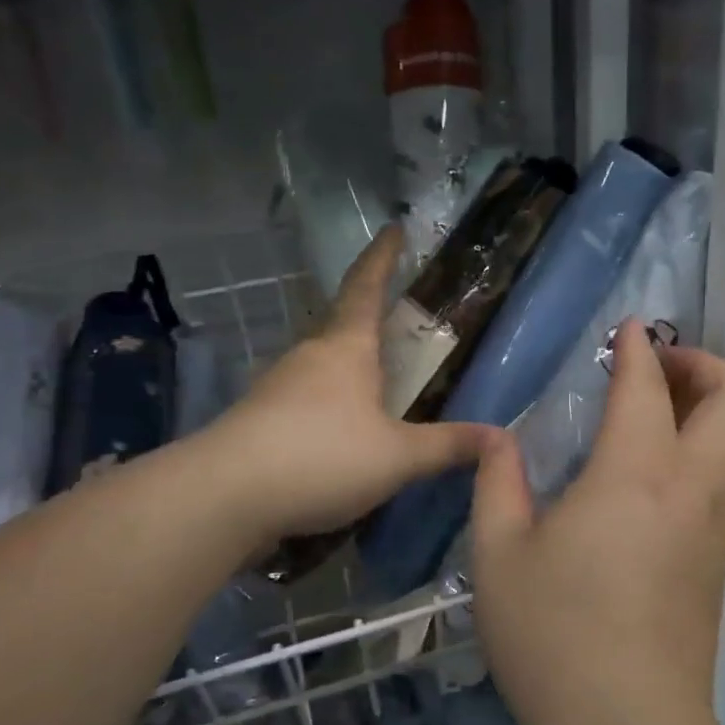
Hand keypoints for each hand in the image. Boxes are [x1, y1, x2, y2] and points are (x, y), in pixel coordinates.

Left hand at [207, 227, 495, 544]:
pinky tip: (340, 433)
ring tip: (378, 387)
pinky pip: (304, 398)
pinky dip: (328, 404)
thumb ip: (447, 446)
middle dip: (370, 320)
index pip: (367, 286)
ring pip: (322, 365)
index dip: (383, 257)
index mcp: (346, 348)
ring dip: (349, 368)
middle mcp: (309, 356)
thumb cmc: (321, 457)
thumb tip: (500, 437)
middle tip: (400, 326)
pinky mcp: (259, 418)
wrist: (225, 496)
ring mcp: (277, 385)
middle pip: (343, 325)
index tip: (393, 228)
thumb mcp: (397, 457)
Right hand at [469, 320, 724, 724]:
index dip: (640, 347)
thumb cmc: (554, 638)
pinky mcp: (718, 564)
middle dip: (707, 365)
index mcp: (634, 475)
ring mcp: (714, 529)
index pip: (648, 388)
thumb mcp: (499, 555)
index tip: (630, 326)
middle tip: (660, 364)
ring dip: (714, 407)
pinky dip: (708, 448)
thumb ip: (497, 483)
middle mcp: (691, 490)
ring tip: (660, 408)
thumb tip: (498, 438)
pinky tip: (657, 470)